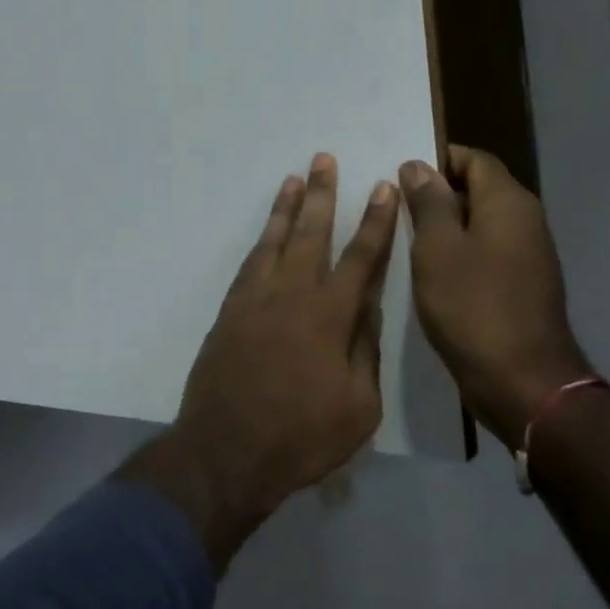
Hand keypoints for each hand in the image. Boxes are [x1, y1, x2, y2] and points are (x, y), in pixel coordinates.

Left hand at [120, 154, 399, 568]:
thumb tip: (367, 305)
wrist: (226, 449)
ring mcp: (255, 300)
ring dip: (287, 208)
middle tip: (326, 159)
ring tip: (295, 178)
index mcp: (330, 316)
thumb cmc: (302, 436)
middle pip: (311, 234)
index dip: (375, 223)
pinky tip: (268, 232)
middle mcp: (291, 295)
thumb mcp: (359, 406)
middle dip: (323, 195)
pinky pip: (249, 263)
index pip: (360, 258)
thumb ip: (364, 349)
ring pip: (275, 241)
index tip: (383, 189)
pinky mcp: (230, 311)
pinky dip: (262, 241)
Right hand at [399, 146, 588, 448]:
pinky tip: (427, 271)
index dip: (436, 159)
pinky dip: (457, 252)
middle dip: (435, 193)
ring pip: (479, 222)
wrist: (522, 381)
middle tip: (392, 207)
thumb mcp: (436, 248)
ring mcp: (527, 255)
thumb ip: (428, 202)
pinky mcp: (521, 284)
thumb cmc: (472, 306)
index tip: (399, 175)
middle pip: (477, 188)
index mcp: (508, 203)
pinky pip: (485, 251)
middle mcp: (525, 221)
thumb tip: (418, 166)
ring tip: (402, 238)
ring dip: (444, 226)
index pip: (473, 158)